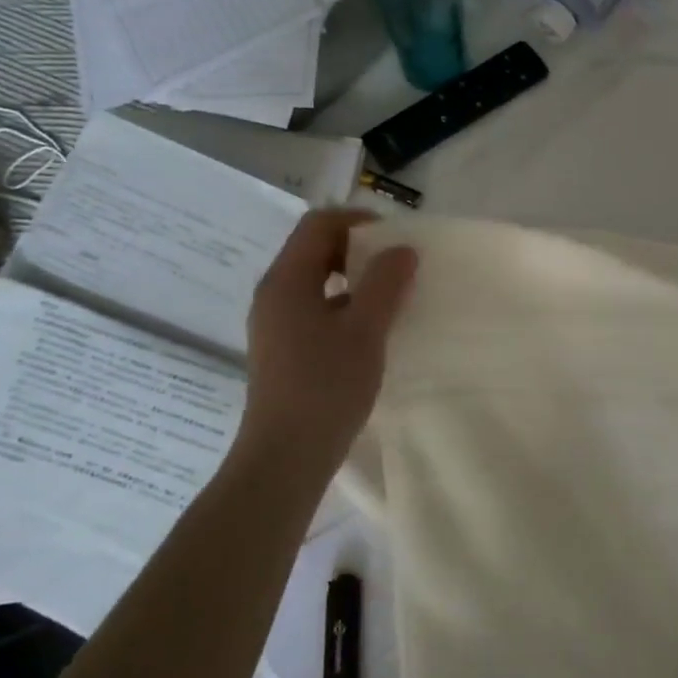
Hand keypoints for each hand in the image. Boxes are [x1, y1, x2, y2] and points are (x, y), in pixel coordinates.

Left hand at [242, 210, 416, 455]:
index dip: (359, 221)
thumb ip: (385, 284)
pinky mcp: (283, 349)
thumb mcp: (365, 330)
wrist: (286, 456)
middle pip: (315, 249)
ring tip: (392, 295)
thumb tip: (402, 249)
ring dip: (354, 279)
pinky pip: (315, 308)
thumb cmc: (326, 387)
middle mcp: (274, 294)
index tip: (397, 238)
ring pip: (316, 281)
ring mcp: (275, 323)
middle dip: (359, 249)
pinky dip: (344, 305)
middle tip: (399, 264)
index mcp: (287, 280)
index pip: (319, 224)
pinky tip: (371, 329)